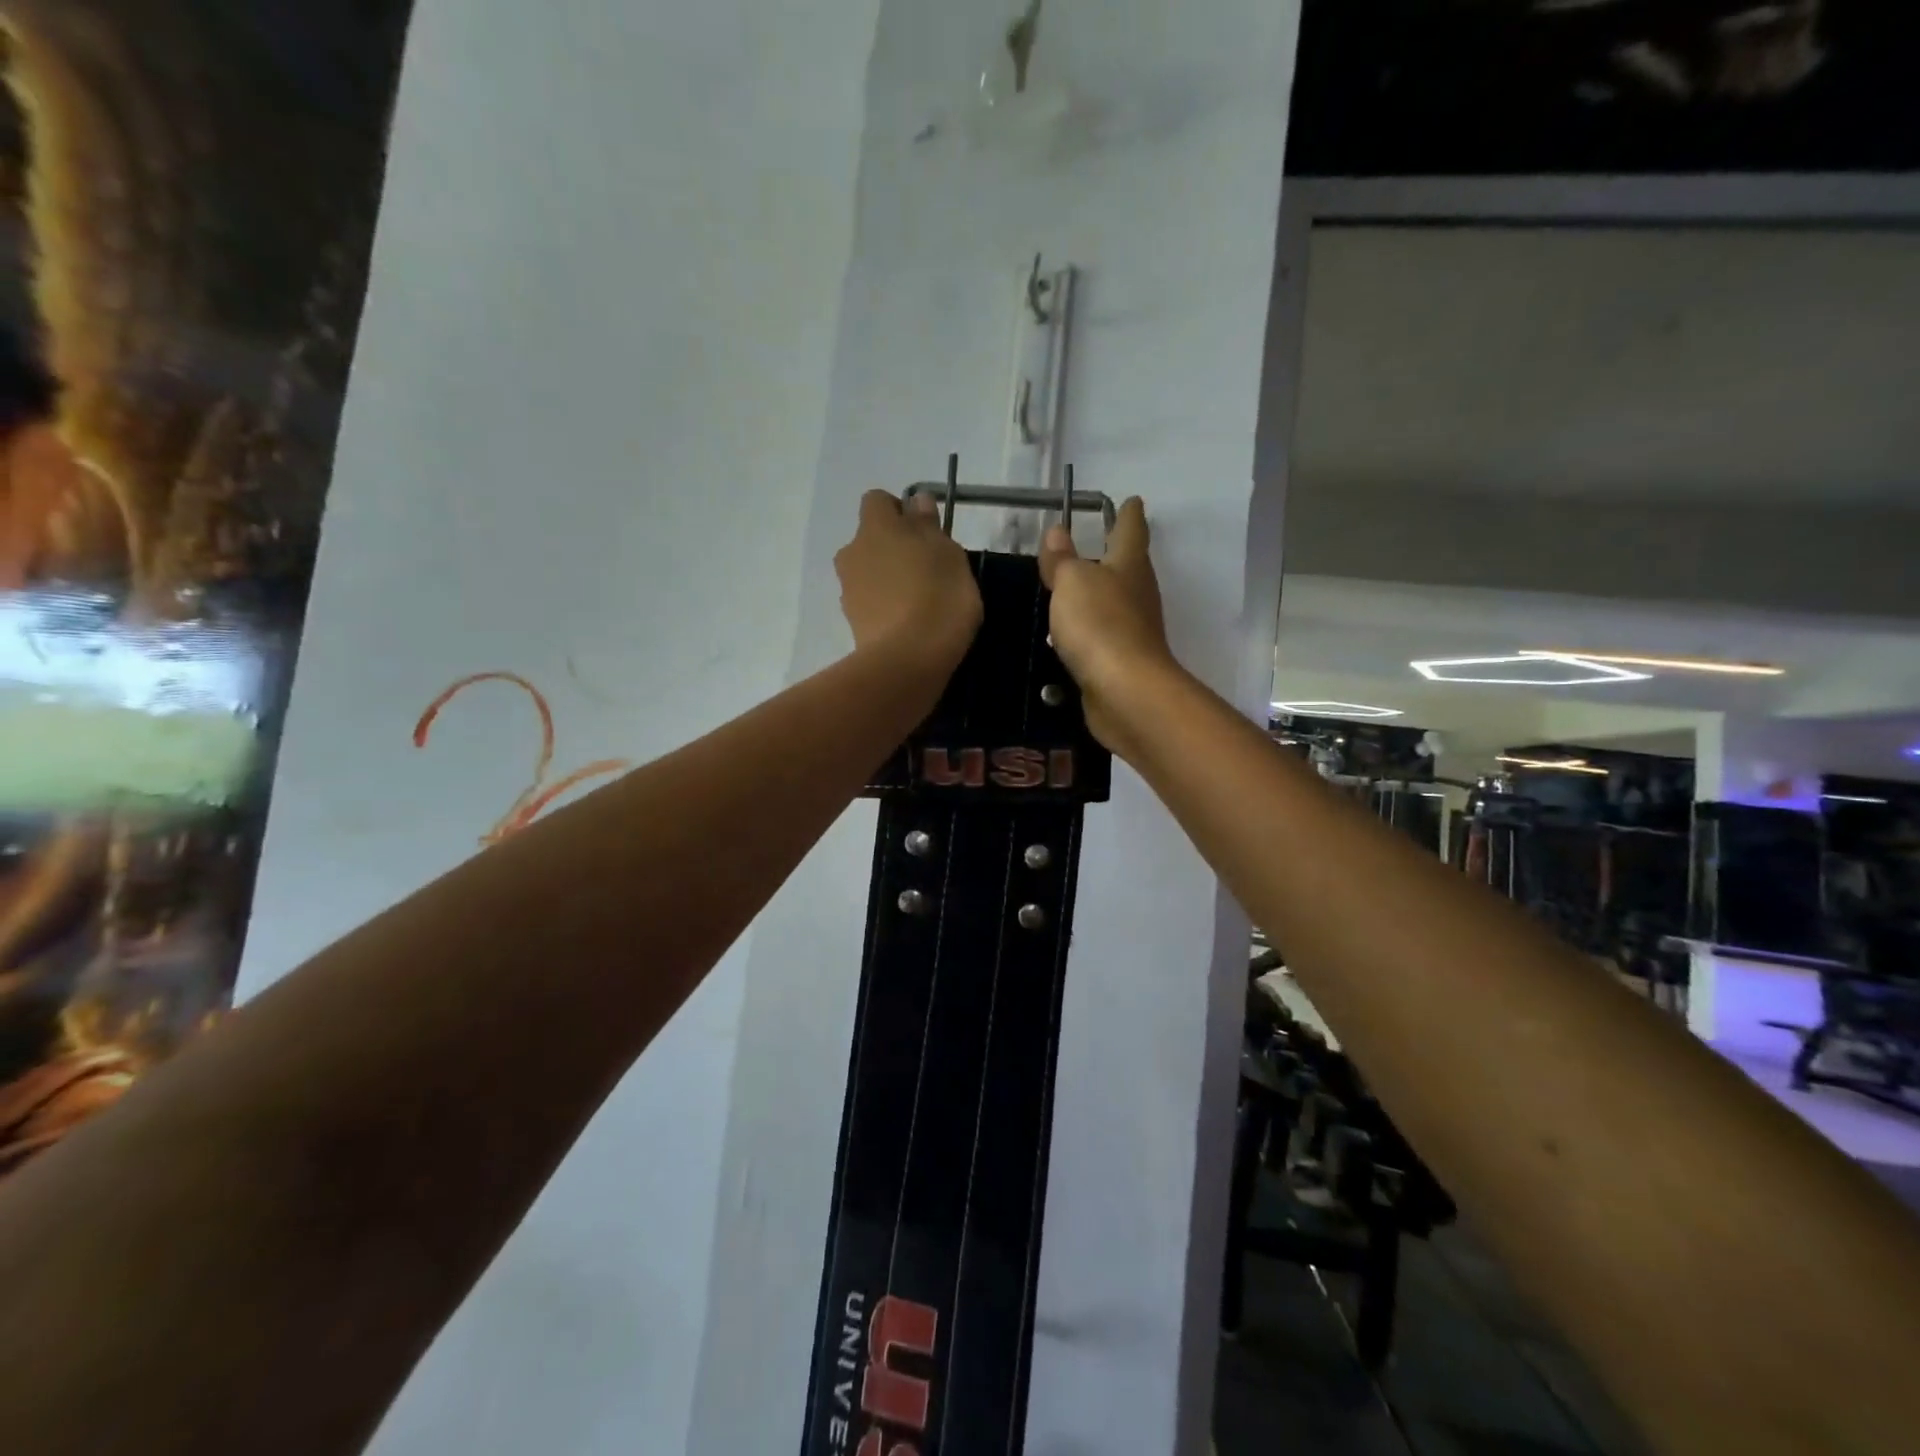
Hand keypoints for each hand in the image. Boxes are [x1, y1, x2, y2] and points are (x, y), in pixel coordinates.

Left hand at [835, 490, 982, 673]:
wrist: (908, 659)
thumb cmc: (938, 596)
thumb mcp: (948, 553)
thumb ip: (928, 524)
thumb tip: (915, 501)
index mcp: (875, 527)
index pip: (877, 501)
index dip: (899, 511)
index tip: (924, 531)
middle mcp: (853, 552)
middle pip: (870, 540)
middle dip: (892, 548)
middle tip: (925, 569)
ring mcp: (848, 590)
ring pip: (868, 573)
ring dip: (887, 580)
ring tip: (919, 602)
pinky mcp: (852, 624)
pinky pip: (870, 604)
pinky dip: (885, 608)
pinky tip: (909, 625)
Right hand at [1039, 497, 1177, 754]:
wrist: (1125, 691)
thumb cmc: (1099, 624)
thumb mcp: (1071, 582)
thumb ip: (1062, 559)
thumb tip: (1057, 530)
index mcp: (1129, 565)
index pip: (1131, 530)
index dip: (1129, 514)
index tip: (1131, 501)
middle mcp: (1138, 594)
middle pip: (1128, 567)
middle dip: (1114, 555)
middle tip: (1095, 544)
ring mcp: (1134, 630)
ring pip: (1115, 603)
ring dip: (1098, 595)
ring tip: (1071, 591)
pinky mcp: (1123, 662)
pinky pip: (1103, 637)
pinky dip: (1088, 631)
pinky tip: (1069, 637)